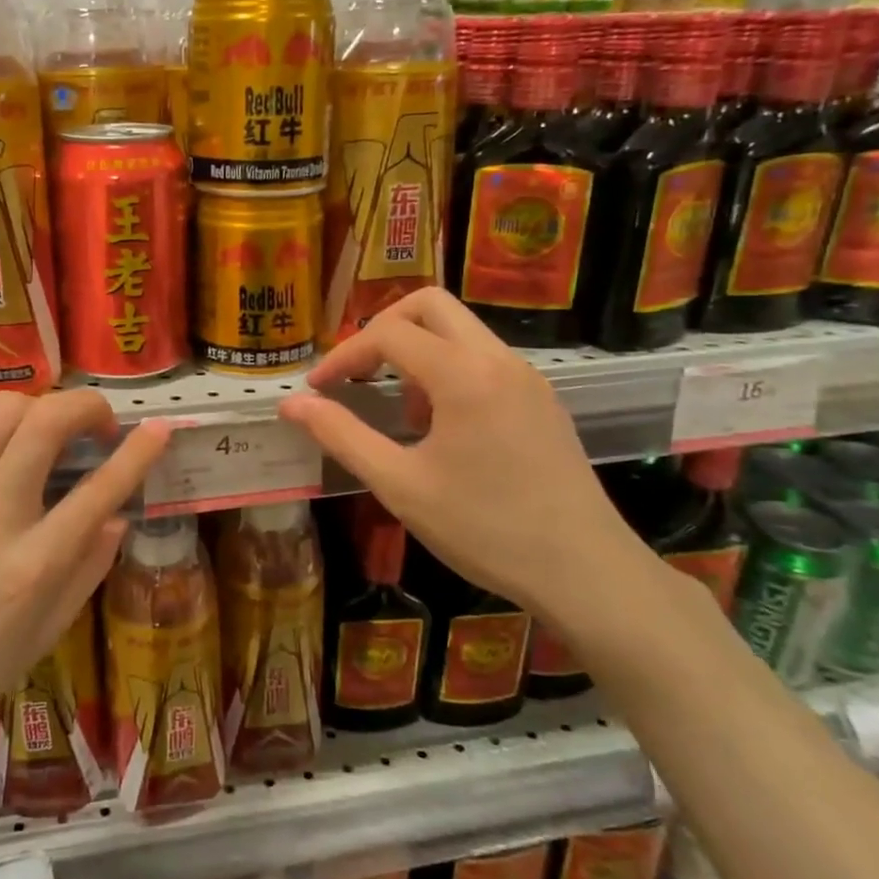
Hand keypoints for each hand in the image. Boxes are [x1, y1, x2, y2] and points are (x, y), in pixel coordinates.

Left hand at [0, 391, 170, 783]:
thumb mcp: (44, 634)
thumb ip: (88, 569)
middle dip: (86, 406)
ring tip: (43, 438)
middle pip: (47, 422)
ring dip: (37, 411)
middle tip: (97, 426)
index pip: (99, 490)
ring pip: (1, 410)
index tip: (160, 427)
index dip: (138, 452)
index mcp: (33, 564)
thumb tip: (119, 517)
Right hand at [277, 288, 651, 621]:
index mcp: (463, 375)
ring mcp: (526, 377)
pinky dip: (448, 369)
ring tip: (399, 410)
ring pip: (460, 329)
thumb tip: (292, 404)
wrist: (587, 573)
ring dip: (417, 351)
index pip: (388, 333)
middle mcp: (498, 360)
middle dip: (382, 329)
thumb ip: (341, 435)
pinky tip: (441, 427)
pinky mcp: (541, 399)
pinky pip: (484, 358)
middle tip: (356, 374)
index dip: (343, 355)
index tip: (318, 390)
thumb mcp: (399, 485)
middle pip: (430, 305)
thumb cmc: (485, 529)